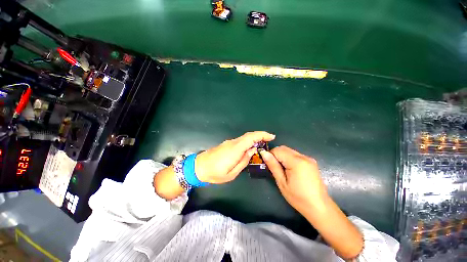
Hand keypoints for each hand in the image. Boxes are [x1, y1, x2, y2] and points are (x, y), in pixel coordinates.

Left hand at [195, 131, 274, 183]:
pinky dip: (248, 141)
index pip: (250, 138)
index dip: (262, 135)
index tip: (271, 136)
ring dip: (254, 138)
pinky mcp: (227, 144)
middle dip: (260, 135)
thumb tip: (252, 150)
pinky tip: (250, 147)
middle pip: (248, 135)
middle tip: (269, 140)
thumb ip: (244, 161)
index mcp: (235, 149)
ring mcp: (229, 142)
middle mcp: (232, 143)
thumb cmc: (215, 173)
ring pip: (244, 137)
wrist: (198, 167)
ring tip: (262, 145)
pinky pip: (240, 141)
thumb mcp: (232, 173)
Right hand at [259, 146, 327, 216]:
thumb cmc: (298, 197)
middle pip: (284, 148)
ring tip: (282, 170)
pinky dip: (289, 158)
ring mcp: (308, 158)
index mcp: (296, 162)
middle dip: (276, 155)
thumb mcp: (282, 182)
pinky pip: (295, 155)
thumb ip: (273, 166)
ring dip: (282, 156)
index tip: (268, 165)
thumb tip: (263, 153)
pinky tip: (290, 169)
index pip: (278, 150)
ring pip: (289, 151)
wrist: (319, 207)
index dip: (270, 155)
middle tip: (274, 167)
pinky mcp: (311, 161)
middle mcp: (303, 157)